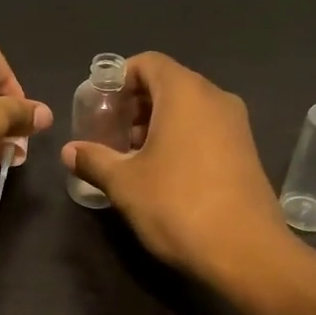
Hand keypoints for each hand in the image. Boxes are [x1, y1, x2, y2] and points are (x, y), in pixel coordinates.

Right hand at [61, 52, 288, 284]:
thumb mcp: (125, 183)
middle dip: (135, 104)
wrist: (245, 252)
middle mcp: (215, 98)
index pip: (148, 63)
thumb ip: (94, 160)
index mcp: (185, 93)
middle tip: (109, 133)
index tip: (98, 106)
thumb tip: (69, 151)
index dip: (119, 79)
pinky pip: (205, 129)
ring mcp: (236, 125)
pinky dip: (180, 138)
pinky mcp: (246, 151)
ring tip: (131, 156)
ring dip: (156, 123)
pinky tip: (162, 173)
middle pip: (168, 83)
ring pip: (188, 108)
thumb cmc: (177, 205)